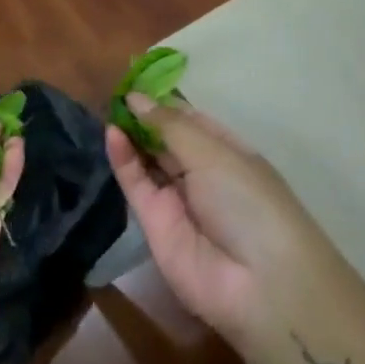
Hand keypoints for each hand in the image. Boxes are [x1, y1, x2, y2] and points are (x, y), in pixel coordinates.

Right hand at [104, 94, 331, 347]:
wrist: (257, 283)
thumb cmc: (249, 202)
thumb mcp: (214, 154)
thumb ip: (170, 126)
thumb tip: (136, 98)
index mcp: (228, 152)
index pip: (191, 120)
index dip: (165, 102)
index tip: (135, 80)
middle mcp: (202, 173)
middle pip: (166, 139)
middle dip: (143, 117)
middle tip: (113, 91)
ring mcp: (177, 199)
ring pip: (147, 160)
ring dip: (130, 135)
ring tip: (107, 107)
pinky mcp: (153, 222)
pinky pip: (135, 183)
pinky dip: (123, 159)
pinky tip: (111, 132)